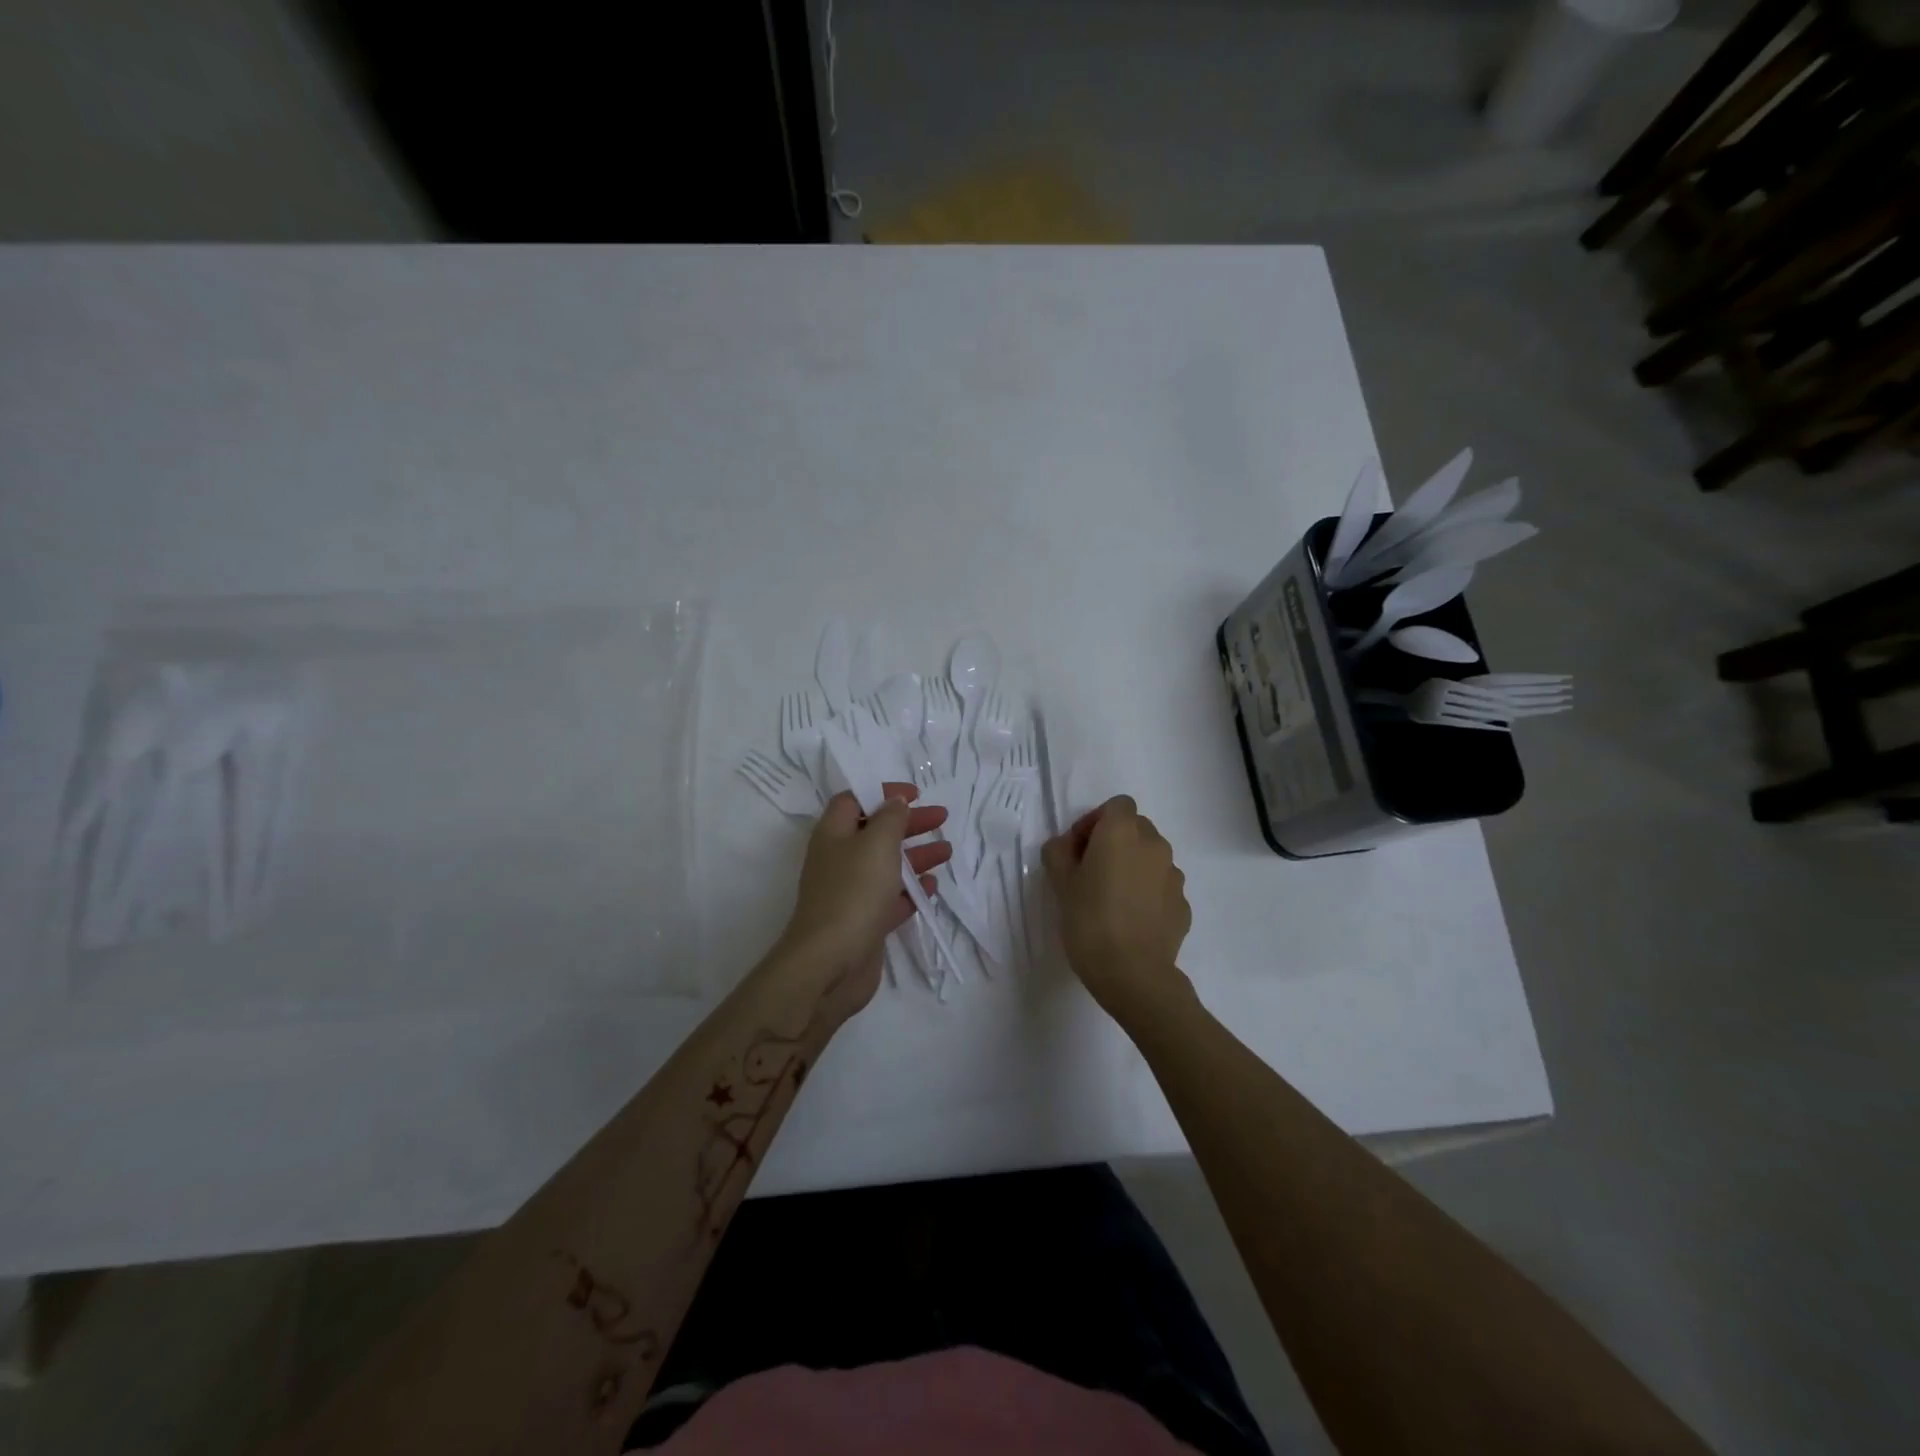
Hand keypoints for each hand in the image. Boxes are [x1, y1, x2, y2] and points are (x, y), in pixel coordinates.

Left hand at [773, 783, 951, 1020]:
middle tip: (941, 818)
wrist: (831, 963)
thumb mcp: (876, 843)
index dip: (882, 793)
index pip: (854, 800)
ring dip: (916, 855)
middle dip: (908, 823)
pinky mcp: (864, 922)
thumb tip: (896, 802)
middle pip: (875, 831)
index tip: (915, 795)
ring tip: (947, 851)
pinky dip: (912, 889)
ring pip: (887, 865)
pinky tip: (934, 886)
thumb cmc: (854, 892)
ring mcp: (851, 893)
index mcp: (833, 834)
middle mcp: (839, 860)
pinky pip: (891, 898)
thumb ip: (890, 818)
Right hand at [1042, 795, 1191, 1023]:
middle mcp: (1154, 845)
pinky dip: (1148, 894)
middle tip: (1091, 872)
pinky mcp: (1183, 905)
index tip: (1079, 849)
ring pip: (1151, 858)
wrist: (1133, 974)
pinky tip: (1131, 920)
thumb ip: (1058, 852)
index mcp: (1122, 832)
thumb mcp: (1060, 883)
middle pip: (1136, 828)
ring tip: (1112, 899)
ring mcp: (1174, 875)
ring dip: (1133, 867)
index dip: (1096, 821)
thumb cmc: (1089, 921)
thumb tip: (1066, 845)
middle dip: (1115, 842)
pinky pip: (1161, 887)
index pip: (1116, 805)